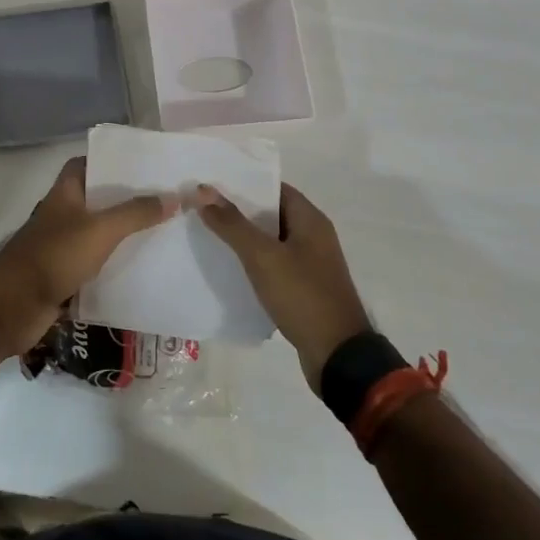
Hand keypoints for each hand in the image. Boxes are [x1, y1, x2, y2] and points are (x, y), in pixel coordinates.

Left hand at [0, 157, 178, 357]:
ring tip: (163, 231)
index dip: (110, 162)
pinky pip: (95, 264)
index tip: (142, 166)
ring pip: (97, 233)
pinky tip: (143, 267)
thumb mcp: (101, 230)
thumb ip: (136, 213)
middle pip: (96, 199)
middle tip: (163, 199)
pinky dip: (114, 264)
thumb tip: (174, 196)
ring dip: (123, 234)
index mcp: (65, 193)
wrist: (14, 306)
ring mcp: (61, 246)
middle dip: (126, 199)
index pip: (85, 165)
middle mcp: (62, 214)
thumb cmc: (54, 256)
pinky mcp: (64, 275)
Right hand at [197, 182, 370, 392]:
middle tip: (201, 207)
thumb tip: (204, 190)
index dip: (243, 183)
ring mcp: (310, 263)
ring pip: (270, 241)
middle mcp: (313, 236)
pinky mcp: (304, 288)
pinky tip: (228, 267)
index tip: (212, 184)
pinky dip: (253, 262)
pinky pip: (274, 265)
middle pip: (271, 213)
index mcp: (310, 220)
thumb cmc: (302, 296)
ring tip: (207, 233)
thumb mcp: (263, 257)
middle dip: (238, 210)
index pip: (273, 188)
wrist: (337, 356)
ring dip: (244, 237)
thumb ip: (232, 223)